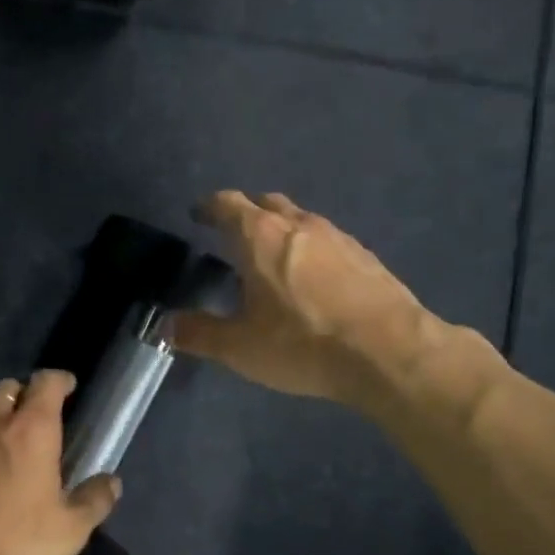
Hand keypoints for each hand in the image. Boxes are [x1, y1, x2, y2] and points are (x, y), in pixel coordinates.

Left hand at [0, 371, 120, 554]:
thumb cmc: (12, 546)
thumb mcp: (69, 532)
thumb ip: (94, 501)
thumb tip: (111, 482)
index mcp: (30, 431)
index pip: (46, 382)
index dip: (60, 380)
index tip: (69, 388)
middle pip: (6, 389)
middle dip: (22, 395)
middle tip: (35, 420)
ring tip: (1, 454)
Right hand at [171, 191, 429, 405]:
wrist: (389, 352)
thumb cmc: (303, 343)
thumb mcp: (241, 347)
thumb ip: (199, 333)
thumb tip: (166, 325)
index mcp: (261, 236)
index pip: (228, 204)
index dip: (210, 206)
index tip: (198, 214)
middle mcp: (299, 224)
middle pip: (266, 202)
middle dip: (246, 212)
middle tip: (233, 234)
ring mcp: (338, 236)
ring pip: (301, 219)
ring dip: (282, 229)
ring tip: (273, 257)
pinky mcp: (365, 255)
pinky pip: (328, 241)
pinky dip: (311, 249)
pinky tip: (314, 278)